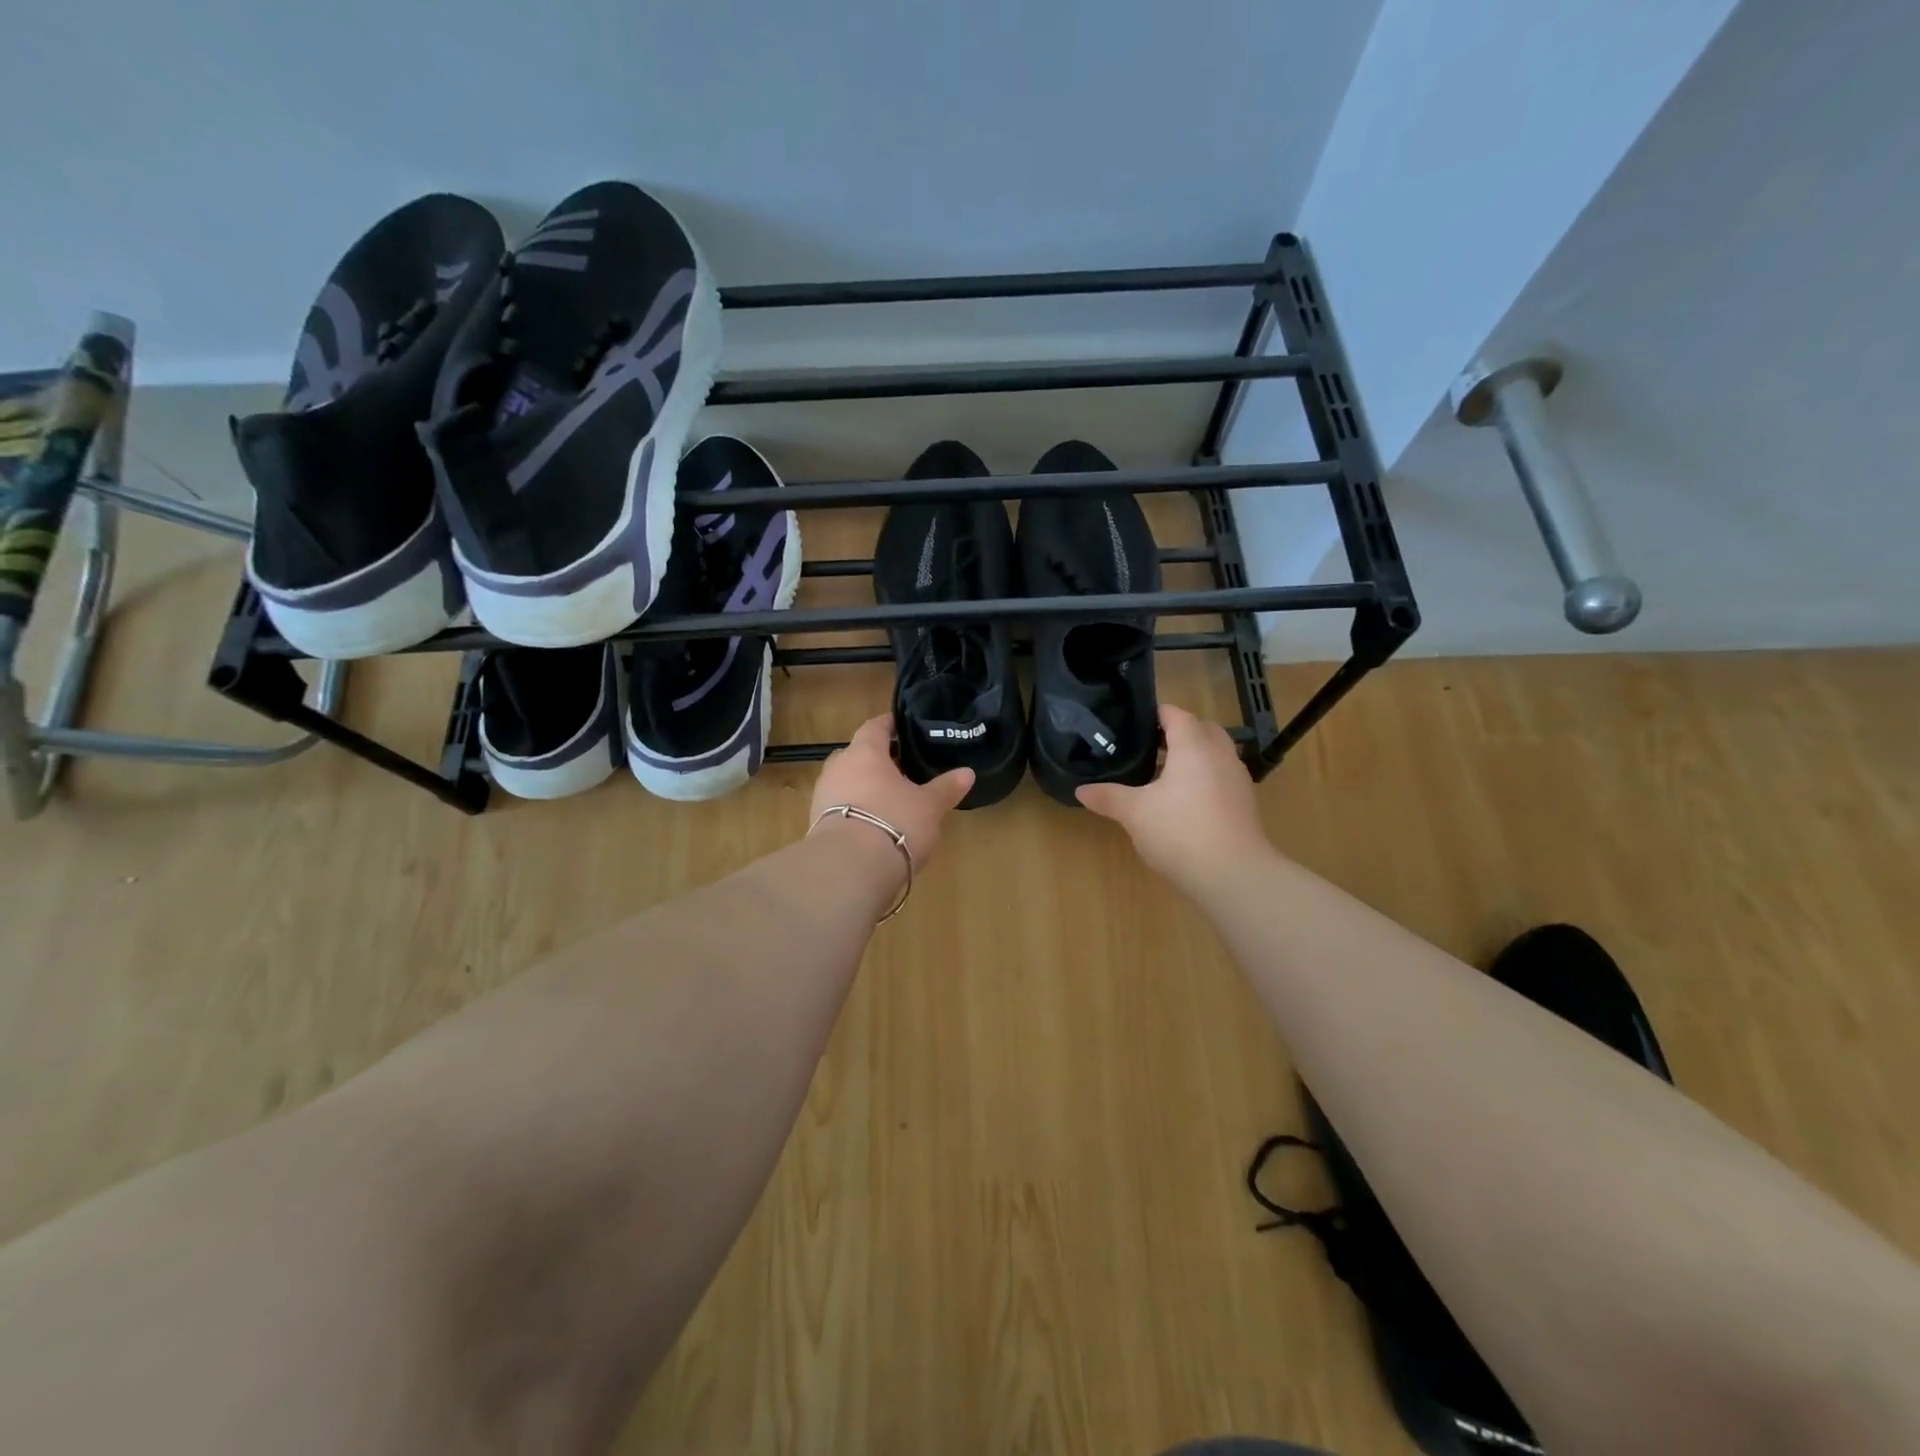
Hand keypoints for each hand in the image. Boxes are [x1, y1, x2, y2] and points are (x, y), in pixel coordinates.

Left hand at [810, 715, 973, 870]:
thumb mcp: (929, 806)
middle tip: (902, 769)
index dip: (889, 725)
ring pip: (847, 782)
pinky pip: (839, 807)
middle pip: (858, 754)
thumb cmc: (894, 822)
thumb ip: (946, 787)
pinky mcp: (816, 824)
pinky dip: (856, 810)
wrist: (848, 868)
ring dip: (865, 787)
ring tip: (890, 800)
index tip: (902, 726)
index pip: (875, 726)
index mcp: (864, 752)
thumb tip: (967, 772)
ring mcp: (823, 796)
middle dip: (878, 760)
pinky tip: (873, 825)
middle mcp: (838, 767)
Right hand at [1076, 705, 1272, 886]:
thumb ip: (1108, 797)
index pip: (1177, 714)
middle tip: (1148, 747)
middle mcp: (1220, 754)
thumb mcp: (1135, 813)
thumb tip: (1081, 790)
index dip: (1155, 714)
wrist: (1233, 875)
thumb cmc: (1180, 831)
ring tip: (1163, 775)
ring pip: (1215, 754)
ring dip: (1193, 757)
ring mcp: (1237, 779)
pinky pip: (1222, 777)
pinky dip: (1205, 779)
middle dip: (1178, 733)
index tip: (1133, 723)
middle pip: (1202, 729)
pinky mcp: (1245, 804)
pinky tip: (1184, 803)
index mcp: (1194, 746)